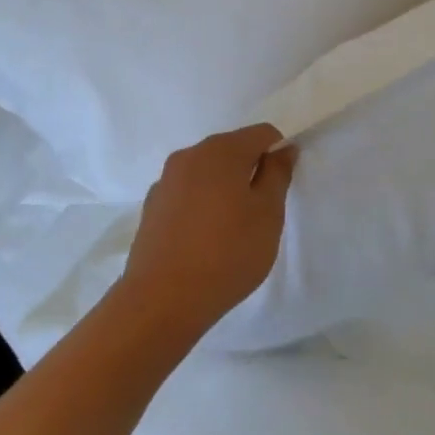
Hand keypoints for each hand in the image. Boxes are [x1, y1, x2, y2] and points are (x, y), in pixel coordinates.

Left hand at [117, 124, 296, 341]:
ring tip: (231, 230)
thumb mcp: (268, 214)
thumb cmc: (227, 253)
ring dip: (225, 188)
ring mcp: (165, 181)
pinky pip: (187, 193)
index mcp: (221, 150)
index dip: (279, 154)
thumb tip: (283, 149)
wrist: (161, 300)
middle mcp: (189, 155)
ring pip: (208, 173)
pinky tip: (204, 240)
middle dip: (251, 171)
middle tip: (261, 212)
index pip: (262, 134)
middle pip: (232, 149)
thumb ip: (278, 174)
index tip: (281, 188)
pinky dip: (202, 205)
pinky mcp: (151, 207)